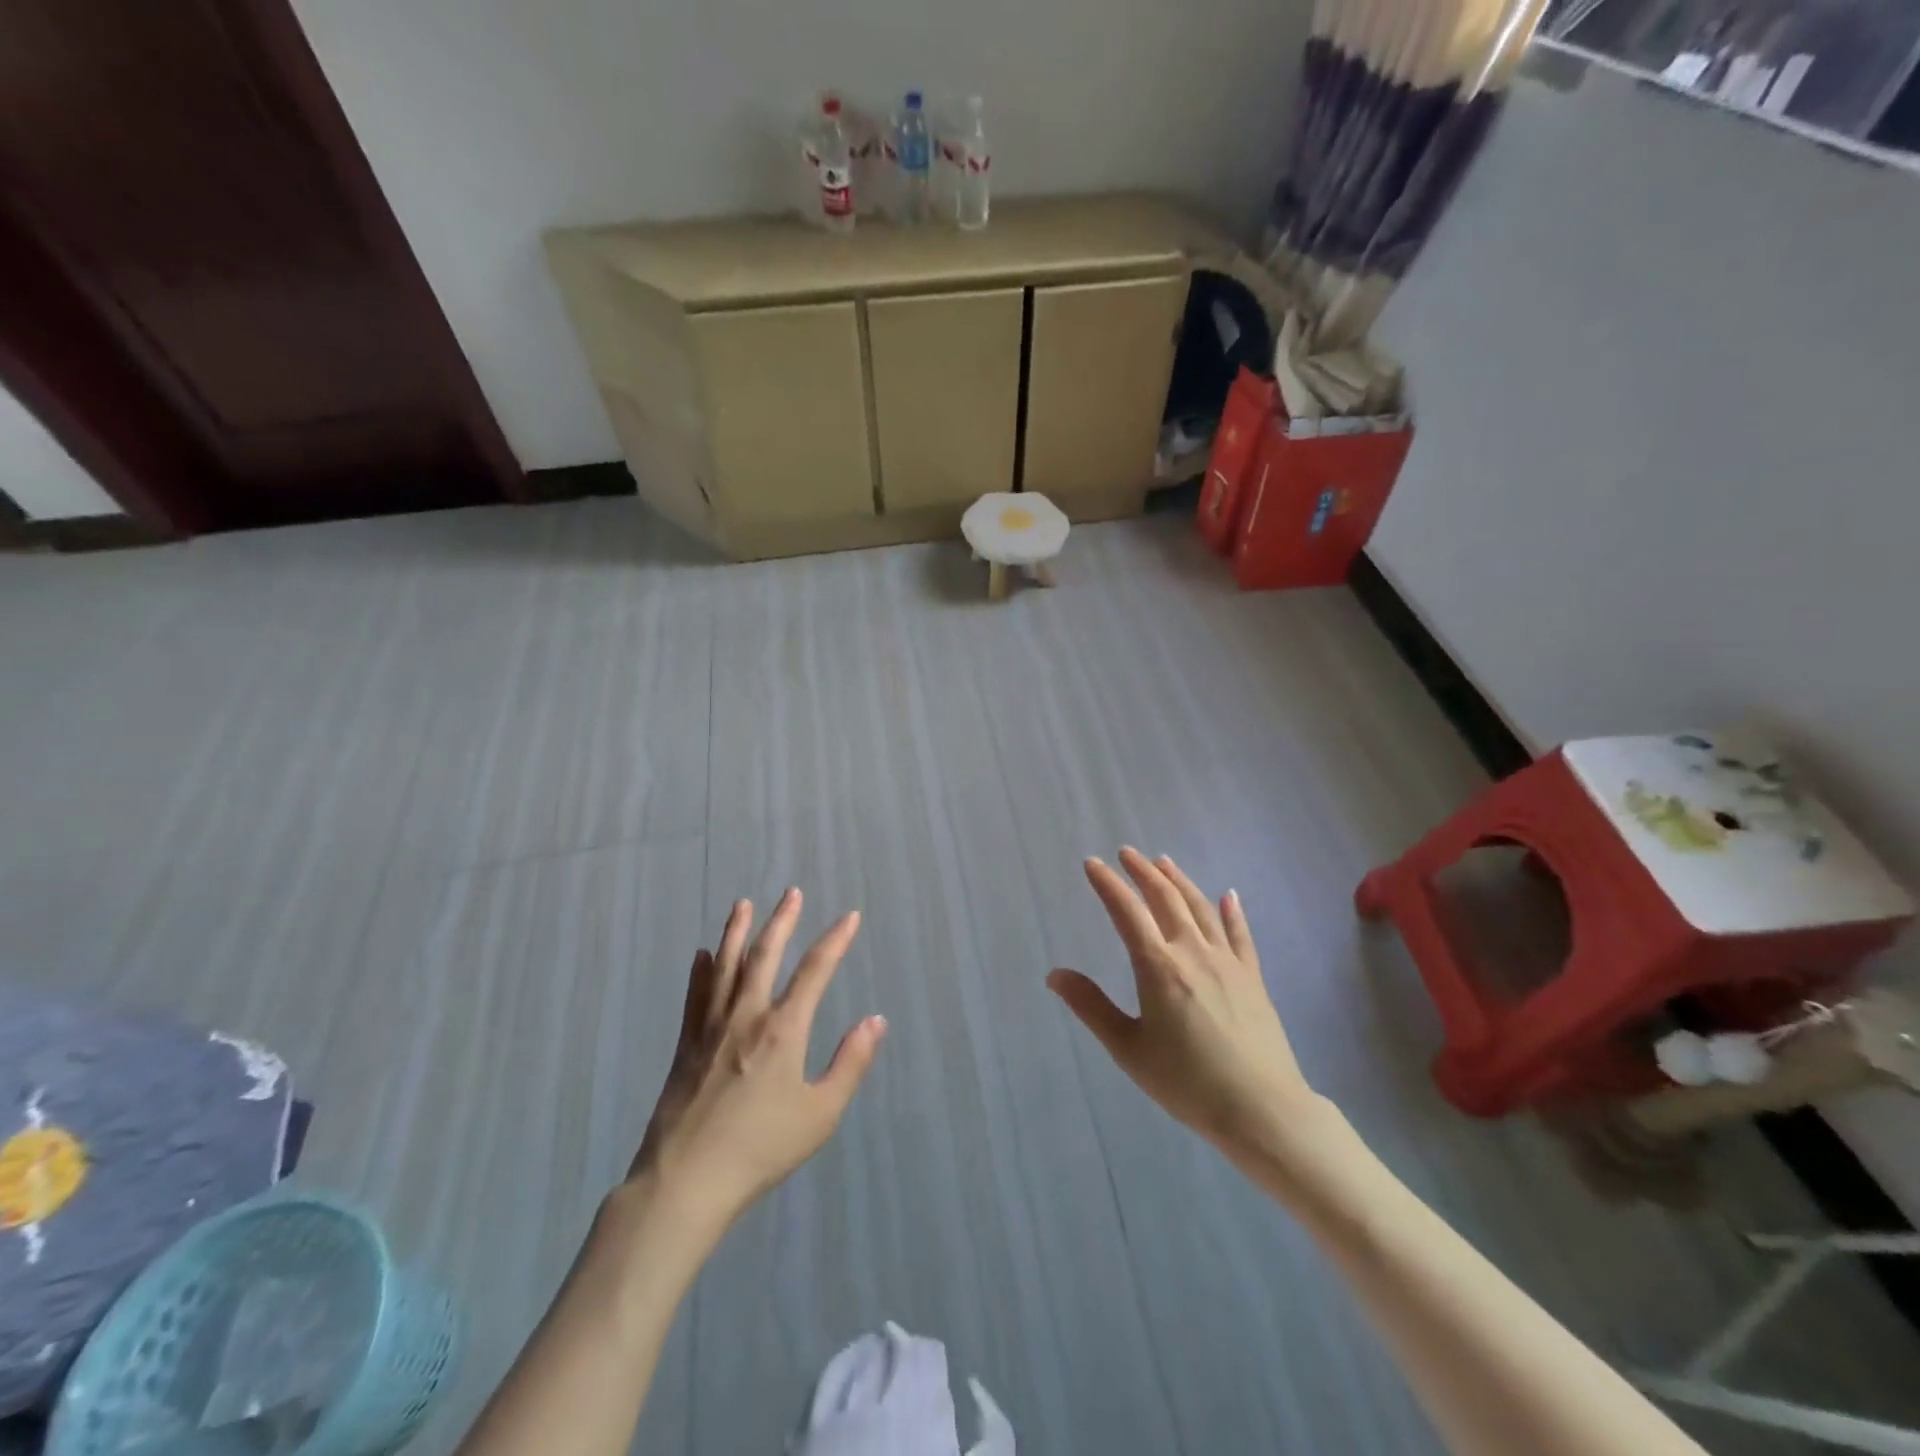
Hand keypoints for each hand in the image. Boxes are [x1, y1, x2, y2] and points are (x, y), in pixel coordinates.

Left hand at [629, 889, 886, 1230]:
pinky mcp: (686, 1046)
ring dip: (737, 932)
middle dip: (782, 921)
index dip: (835, 940)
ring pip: (726, 966)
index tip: (850, 917)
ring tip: (743, 904)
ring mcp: (711, 1028)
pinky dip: (701, 972)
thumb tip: (876, 1020)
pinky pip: (696, 996)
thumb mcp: (820, 1114)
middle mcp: (747, 1016)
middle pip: (765, 955)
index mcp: (783, 1029)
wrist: (685, 1182)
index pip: (815, 970)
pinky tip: (702, 956)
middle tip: (791, 893)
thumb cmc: (761, 1149)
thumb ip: (850, 1063)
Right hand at [1049, 849, 1316, 1158]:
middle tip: (1127, 853)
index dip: (1108, 884)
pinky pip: (1240, 934)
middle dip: (1143, 872)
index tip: (1092, 863)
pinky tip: (1229, 895)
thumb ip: (1092, 1007)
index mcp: (1158, 967)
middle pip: (1165, 898)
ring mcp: (1227, 962)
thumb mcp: (1128, 1049)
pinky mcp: (1253, 977)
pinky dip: (1232, 911)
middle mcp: (1192, 952)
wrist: (1262, 1110)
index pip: (1127, 912)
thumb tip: (1055, 974)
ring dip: (1180, 880)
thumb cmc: (1187, 1083)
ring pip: (1200, 907)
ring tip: (1164, 861)